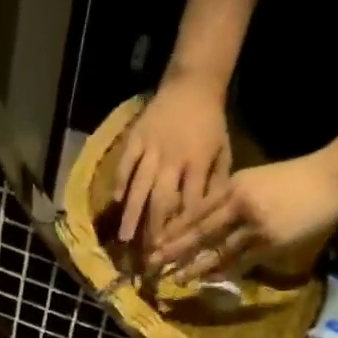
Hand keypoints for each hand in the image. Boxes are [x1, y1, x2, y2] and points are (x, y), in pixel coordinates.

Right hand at [112, 73, 232, 253]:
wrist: (194, 83)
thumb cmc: (211, 122)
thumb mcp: (223, 150)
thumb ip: (216, 181)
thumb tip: (209, 215)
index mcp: (198, 162)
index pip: (190, 203)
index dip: (183, 229)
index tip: (177, 251)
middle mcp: (174, 159)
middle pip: (162, 200)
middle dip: (155, 229)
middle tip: (148, 254)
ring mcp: (152, 148)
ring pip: (140, 186)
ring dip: (132, 214)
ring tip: (124, 238)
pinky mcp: (136, 138)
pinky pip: (126, 163)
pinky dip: (120, 182)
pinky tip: (114, 201)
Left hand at [149, 150, 337, 281]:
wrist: (334, 177)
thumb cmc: (295, 178)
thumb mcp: (257, 180)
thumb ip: (231, 198)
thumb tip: (205, 220)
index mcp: (234, 185)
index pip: (196, 210)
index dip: (174, 228)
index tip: (154, 241)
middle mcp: (240, 204)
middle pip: (199, 231)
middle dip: (174, 249)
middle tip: (152, 263)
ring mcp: (255, 225)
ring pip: (217, 250)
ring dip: (194, 267)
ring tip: (174, 278)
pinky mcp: (271, 242)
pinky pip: (240, 262)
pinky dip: (222, 272)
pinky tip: (207, 280)